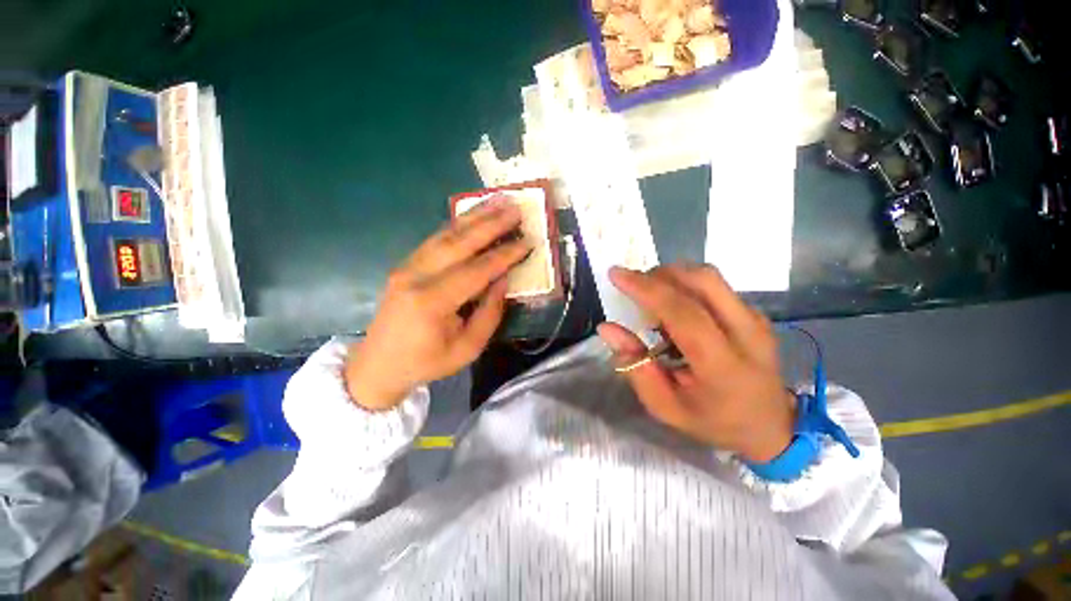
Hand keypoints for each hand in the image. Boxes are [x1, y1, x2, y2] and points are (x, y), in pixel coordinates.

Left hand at [344, 200, 531, 410]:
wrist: (379, 364)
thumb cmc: (427, 362)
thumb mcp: (467, 348)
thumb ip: (489, 314)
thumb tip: (504, 280)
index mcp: (432, 302)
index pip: (476, 271)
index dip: (504, 255)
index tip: (527, 241)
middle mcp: (417, 276)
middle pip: (460, 242)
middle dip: (491, 224)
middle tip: (515, 208)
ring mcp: (407, 266)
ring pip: (446, 234)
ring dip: (474, 216)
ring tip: (498, 201)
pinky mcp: (406, 264)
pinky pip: (435, 239)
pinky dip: (457, 224)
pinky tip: (473, 215)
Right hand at [598, 263, 795, 462]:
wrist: (770, 427)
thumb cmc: (713, 421)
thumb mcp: (664, 406)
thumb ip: (635, 367)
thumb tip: (607, 328)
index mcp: (723, 366)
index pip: (684, 313)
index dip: (647, 290)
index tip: (616, 274)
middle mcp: (746, 334)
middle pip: (702, 281)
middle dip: (659, 275)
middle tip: (633, 285)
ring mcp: (755, 319)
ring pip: (708, 277)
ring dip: (672, 277)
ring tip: (651, 298)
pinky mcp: (755, 313)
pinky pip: (714, 286)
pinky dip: (684, 285)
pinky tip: (673, 308)